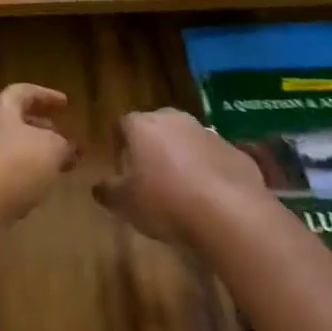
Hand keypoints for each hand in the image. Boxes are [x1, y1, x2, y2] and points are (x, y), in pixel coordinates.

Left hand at [0, 84, 76, 224]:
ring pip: (3, 147)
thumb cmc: (14, 165)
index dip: (46, 96)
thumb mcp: (52, 150)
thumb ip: (63, 145)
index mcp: (0, 106)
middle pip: (12, 119)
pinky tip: (28, 192)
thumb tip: (69, 148)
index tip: (65, 104)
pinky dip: (13, 176)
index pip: (24, 92)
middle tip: (59, 138)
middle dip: (38, 128)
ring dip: (26, 154)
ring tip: (48, 167)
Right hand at [93, 108, 267, 248]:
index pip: (124, 124)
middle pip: (156, 126)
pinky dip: (208, 169)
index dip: (120, 143)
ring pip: (186, 139)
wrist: (228, 211)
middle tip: (150, 176)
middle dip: (152, 146)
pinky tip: (210, 196)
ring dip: (182, 156)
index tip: (121, 164)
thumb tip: (98, 187)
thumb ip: (109, 191)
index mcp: (143, 126)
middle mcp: (173, 119)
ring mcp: (206, 131)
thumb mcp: (126, 204)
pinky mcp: (233, 149)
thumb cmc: (165, 202)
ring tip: (181, 188)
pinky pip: (213, 156)